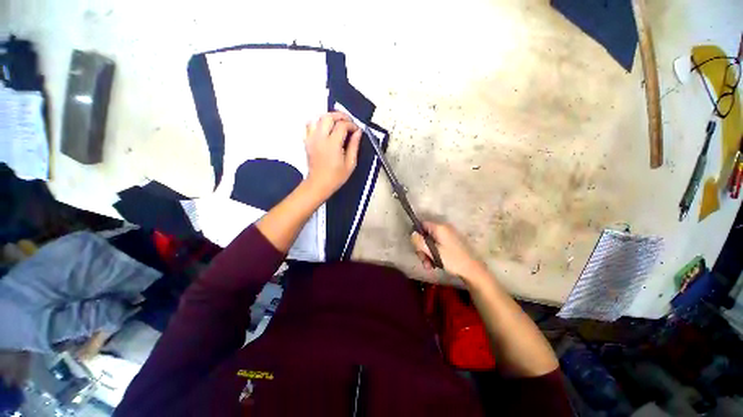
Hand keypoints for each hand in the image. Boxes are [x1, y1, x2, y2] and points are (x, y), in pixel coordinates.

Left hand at [304, 112, 361, 199]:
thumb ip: (354, 146)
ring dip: (329, 117)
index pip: (342, 125)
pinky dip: (318, 122)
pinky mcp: (307, 141)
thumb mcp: (350, 164)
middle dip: (340, 116)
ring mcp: (311, 138)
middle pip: (328, 117)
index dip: (352, 125)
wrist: (319, 184)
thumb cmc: (336, 177)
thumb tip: (358, 132)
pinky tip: (325, 128)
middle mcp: (320, 138)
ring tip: (337, 123)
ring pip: (318, 118)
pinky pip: (309, 125)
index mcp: (332, 144)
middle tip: (349, 121)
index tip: (357, 130)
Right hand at [411, 221, 486, 280]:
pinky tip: (434, 264)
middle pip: (426, 234)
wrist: (472, 269)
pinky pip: (438, 244)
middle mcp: (444, 228)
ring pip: (431, 241)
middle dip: (422, 248)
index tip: (417, 247)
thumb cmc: (452, 259)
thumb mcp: (433, 252)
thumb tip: (412, 234)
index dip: (417, 235)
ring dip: (427, 253)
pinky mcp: (451, 242)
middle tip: (423, 260)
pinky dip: (434, 253)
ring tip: (429, 265)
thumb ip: (420, 242)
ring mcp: (448, 235)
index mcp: (439, 228)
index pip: (422, 225)